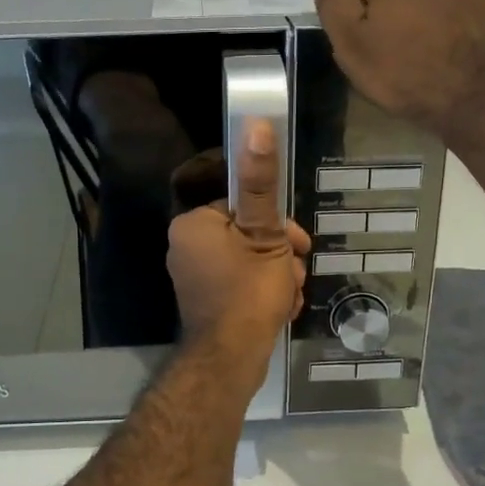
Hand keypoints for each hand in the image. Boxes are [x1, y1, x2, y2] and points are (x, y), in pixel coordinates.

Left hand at [167, 119, 308, 358]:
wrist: (230, 361)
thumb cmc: (248, 292)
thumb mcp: (265, 235)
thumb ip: (261, 183)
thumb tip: (255, 124)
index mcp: (194, 224)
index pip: (243, 206)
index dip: (277, 224)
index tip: (299, 245)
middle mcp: (185, 246)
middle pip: (248, 234)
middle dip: (279, 254)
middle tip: (294, 275)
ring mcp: (193, 276)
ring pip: (248, 261)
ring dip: (276, 275)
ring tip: (287, 296)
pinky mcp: (204, 301)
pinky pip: (239, 284)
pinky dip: (261, 292)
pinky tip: (280, 309)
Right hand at [307, 0, 484, 139]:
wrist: (480, 99)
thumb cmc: (405, 76)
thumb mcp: (353, 46)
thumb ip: (334, 4)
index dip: (351, 0)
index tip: (352, 31)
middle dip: (391, 8)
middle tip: (388, 48)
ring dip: (426, 17)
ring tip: (424, 53)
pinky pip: (468, 17)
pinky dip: (457, 30)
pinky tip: (456, 57)